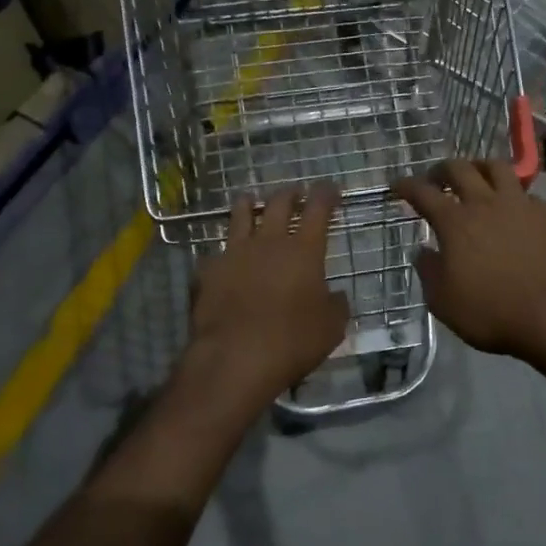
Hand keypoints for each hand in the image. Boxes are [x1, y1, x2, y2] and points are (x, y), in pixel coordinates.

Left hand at [185, 183, 350, 413]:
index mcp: (303, 250)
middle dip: (289, 193)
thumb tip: (336, 296)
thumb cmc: (292, 341)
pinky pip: (217, 252)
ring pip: (241, 214)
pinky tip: (224, 257)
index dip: (325, 194)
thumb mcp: (331, 328)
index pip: (318, 208)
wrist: (235, 358)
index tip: (329, 187)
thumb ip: (336, 305)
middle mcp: (269, 241)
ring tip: (251, 201)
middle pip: (278, 203)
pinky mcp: (209, 271)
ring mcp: (235, 253)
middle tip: (295, 192)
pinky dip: (224, 251)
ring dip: (249, 204)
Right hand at [393, 159, 545, 360]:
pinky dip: (515, 197)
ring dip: (481, 168)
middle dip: (442, 169)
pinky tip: (514, 209)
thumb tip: (423, 250)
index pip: (423, 192)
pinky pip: (527, 195)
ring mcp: (519, 205)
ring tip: (477, 177)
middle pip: (459, 169)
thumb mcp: (443, 301)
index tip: (397, 185)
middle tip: (436, 179)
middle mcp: (485, 203)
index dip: (406, 185)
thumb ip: (428, 271)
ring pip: (497, 168)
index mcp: (455, 222)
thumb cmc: (490, 311)